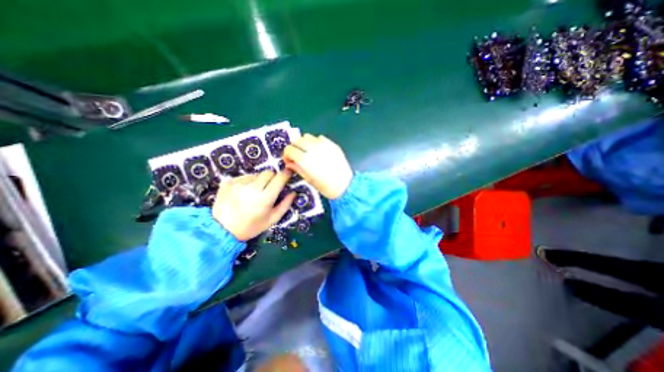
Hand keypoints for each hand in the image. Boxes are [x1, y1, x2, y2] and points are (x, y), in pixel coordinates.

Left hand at [212, 170, 295, 241]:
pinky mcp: (228, 182)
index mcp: (265, 197)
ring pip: (256, 174)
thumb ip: (285, 205)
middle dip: (273, 178)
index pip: (279, 178)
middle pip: (268, 172)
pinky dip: (247, 182)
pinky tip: (244, 192)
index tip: (288, 174)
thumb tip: (293, 192)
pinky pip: (244, 176)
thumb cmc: (251, 227)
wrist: (222, 230)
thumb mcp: (272, 219)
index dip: (286, 174)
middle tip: (270, 187)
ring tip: (254, 192)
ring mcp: (239, 183)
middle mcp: (252, 187)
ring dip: (259, 180)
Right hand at [281, 133, 351, 200]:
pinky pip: (319, 138)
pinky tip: (319, 151)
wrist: (345, 185)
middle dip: (294, 147)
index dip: (286, 155)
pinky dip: (315, 142)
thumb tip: (289, 163)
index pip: (289, 149)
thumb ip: (297, 168)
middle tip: (297, 155)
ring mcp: (323, 145)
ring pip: (307, 136)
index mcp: (305, 160)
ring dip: (304, 143)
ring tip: (308, 152)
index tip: (289, 160)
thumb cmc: (326, 187)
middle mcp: (313, 149)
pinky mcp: (332, 144)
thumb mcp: (309, 180)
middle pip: (297, 140)